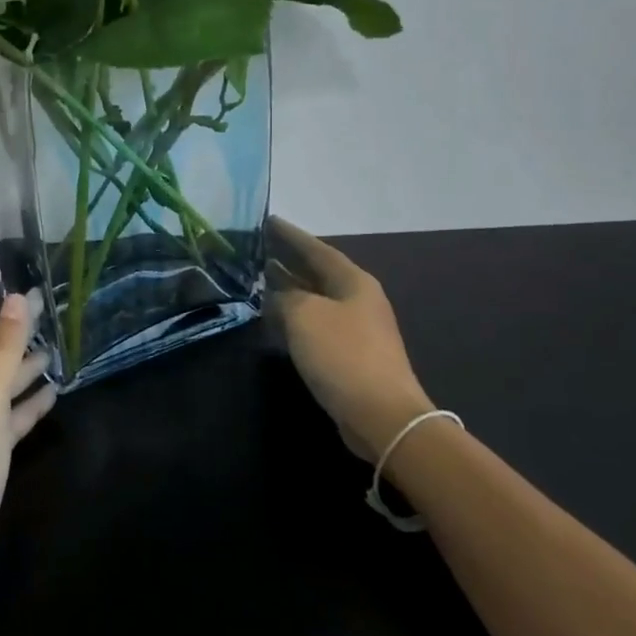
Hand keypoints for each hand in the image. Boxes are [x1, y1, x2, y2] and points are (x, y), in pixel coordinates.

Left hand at [0, 293, 55, 589]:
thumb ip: (1, 349)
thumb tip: (15, 297)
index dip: (15, 315)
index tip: (42, 294)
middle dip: (21, 339)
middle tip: (57, 323)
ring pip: (1, 388)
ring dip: (26, 371)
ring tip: (58, 356)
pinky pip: (7, 419)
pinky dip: (27, 405)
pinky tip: (49, 400)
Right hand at [267, 217, 433, 463]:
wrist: (381, 415)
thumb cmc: (343, 355)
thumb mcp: (304, 316)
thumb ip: (284, 297)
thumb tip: (274, 294)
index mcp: (353, 281)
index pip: (316, 248)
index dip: (290, 235)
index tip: (266, 221)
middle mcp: (356, 299)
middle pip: (316, 272)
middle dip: (286, 260)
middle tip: (255, 249)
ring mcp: (354, 328)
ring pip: (314, 299)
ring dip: (287, 289)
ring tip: (256, 279)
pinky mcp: (348, 355)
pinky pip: (315, 324)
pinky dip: (293, 316)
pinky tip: (272, 318)